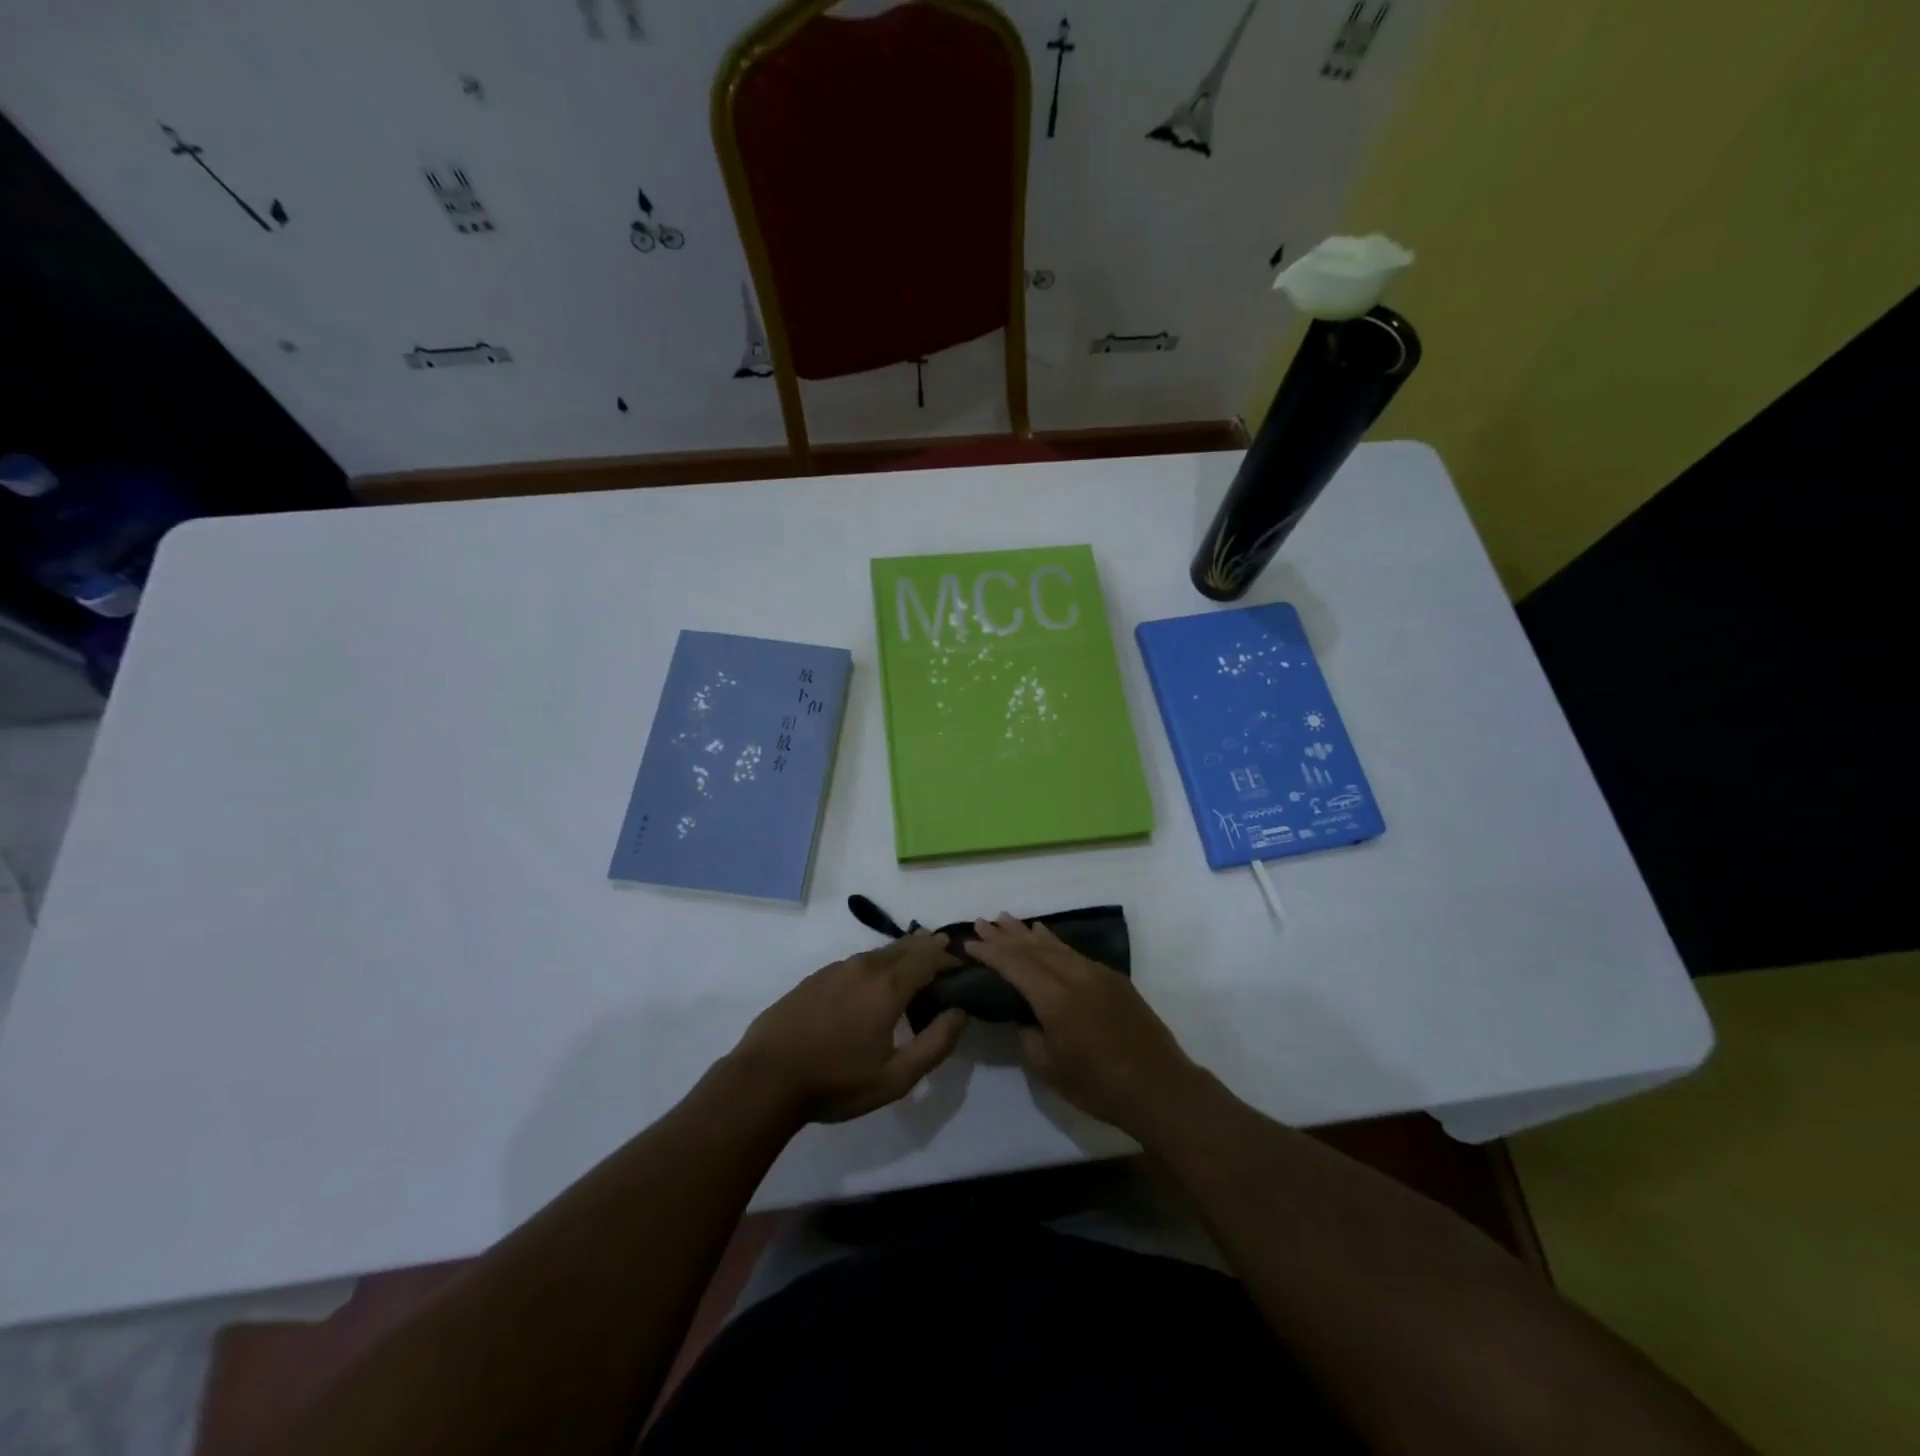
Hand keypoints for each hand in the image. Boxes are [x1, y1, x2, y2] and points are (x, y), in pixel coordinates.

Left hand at [730, 931, 966, 1124]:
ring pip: (878, 953)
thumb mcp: (895, 1077)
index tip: (963, 966)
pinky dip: (875, 964)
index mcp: (888, 986)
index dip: (949, 959)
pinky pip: (856, 963)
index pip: (928, 958)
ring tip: (913, 962)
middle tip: (944, 952)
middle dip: (927, 947)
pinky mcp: (815, 978)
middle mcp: (864, 967)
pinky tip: (872, 981)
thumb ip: (935, 1043)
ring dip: (901, 954)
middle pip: (904, 947)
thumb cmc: (836, 1081)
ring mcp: (836, 969)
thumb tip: (960, 1012)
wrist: (765, 1078)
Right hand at [968, 913, 1205, 1136]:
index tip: (969, 943)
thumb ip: (1029, 1037)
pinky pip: (1074, 952)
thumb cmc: (1100, 1086)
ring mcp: (1097, 974)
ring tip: (1006, 919)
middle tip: (981, 923)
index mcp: (1056, 1000)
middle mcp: (1076, 977)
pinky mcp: (1113, 979)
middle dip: (1005, 936)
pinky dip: (1054, 942)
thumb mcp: (1050, 1069)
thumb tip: (1024, 1017)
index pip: (1016, 965)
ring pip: (1055, 946)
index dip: (991, 953)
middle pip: (1033, 949)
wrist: (1160, 1087)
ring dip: (1028, 933)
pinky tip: (1044, 935)